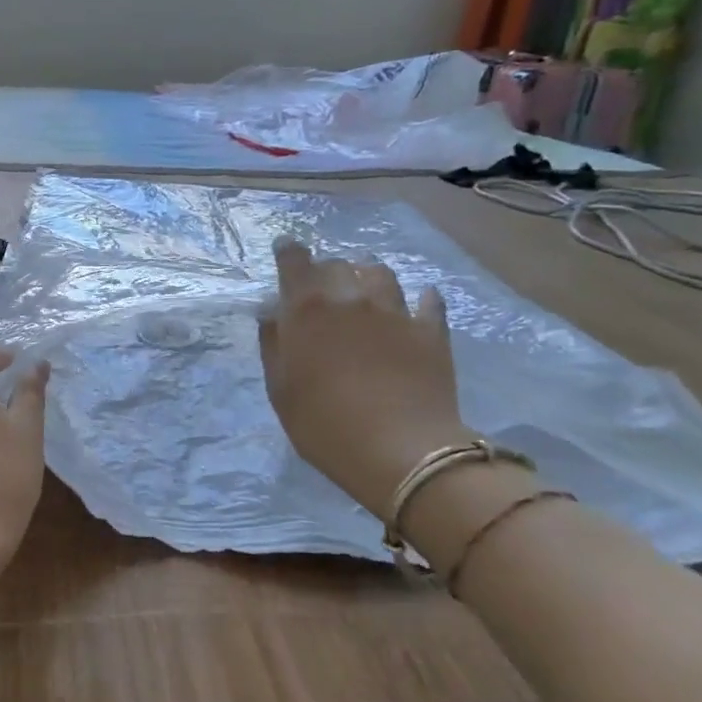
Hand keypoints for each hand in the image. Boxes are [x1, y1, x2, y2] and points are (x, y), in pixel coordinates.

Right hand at [259, 238, 470, 514]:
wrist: (400, 451)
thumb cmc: (325, 425)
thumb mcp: (280, 390)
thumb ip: (273, 344)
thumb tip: (271, 311)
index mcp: (307, 309)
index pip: (294, 261)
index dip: (288, 251)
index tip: (285, 250)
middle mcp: (350, 298)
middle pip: (337, 265)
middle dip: (326, 270)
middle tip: (322, 288)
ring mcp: (395, 312)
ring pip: (380, 273)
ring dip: (367, 276)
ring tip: (365, 289)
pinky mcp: (430, 331)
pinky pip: (428, 302)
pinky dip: (420, 298)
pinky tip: (419, 303)